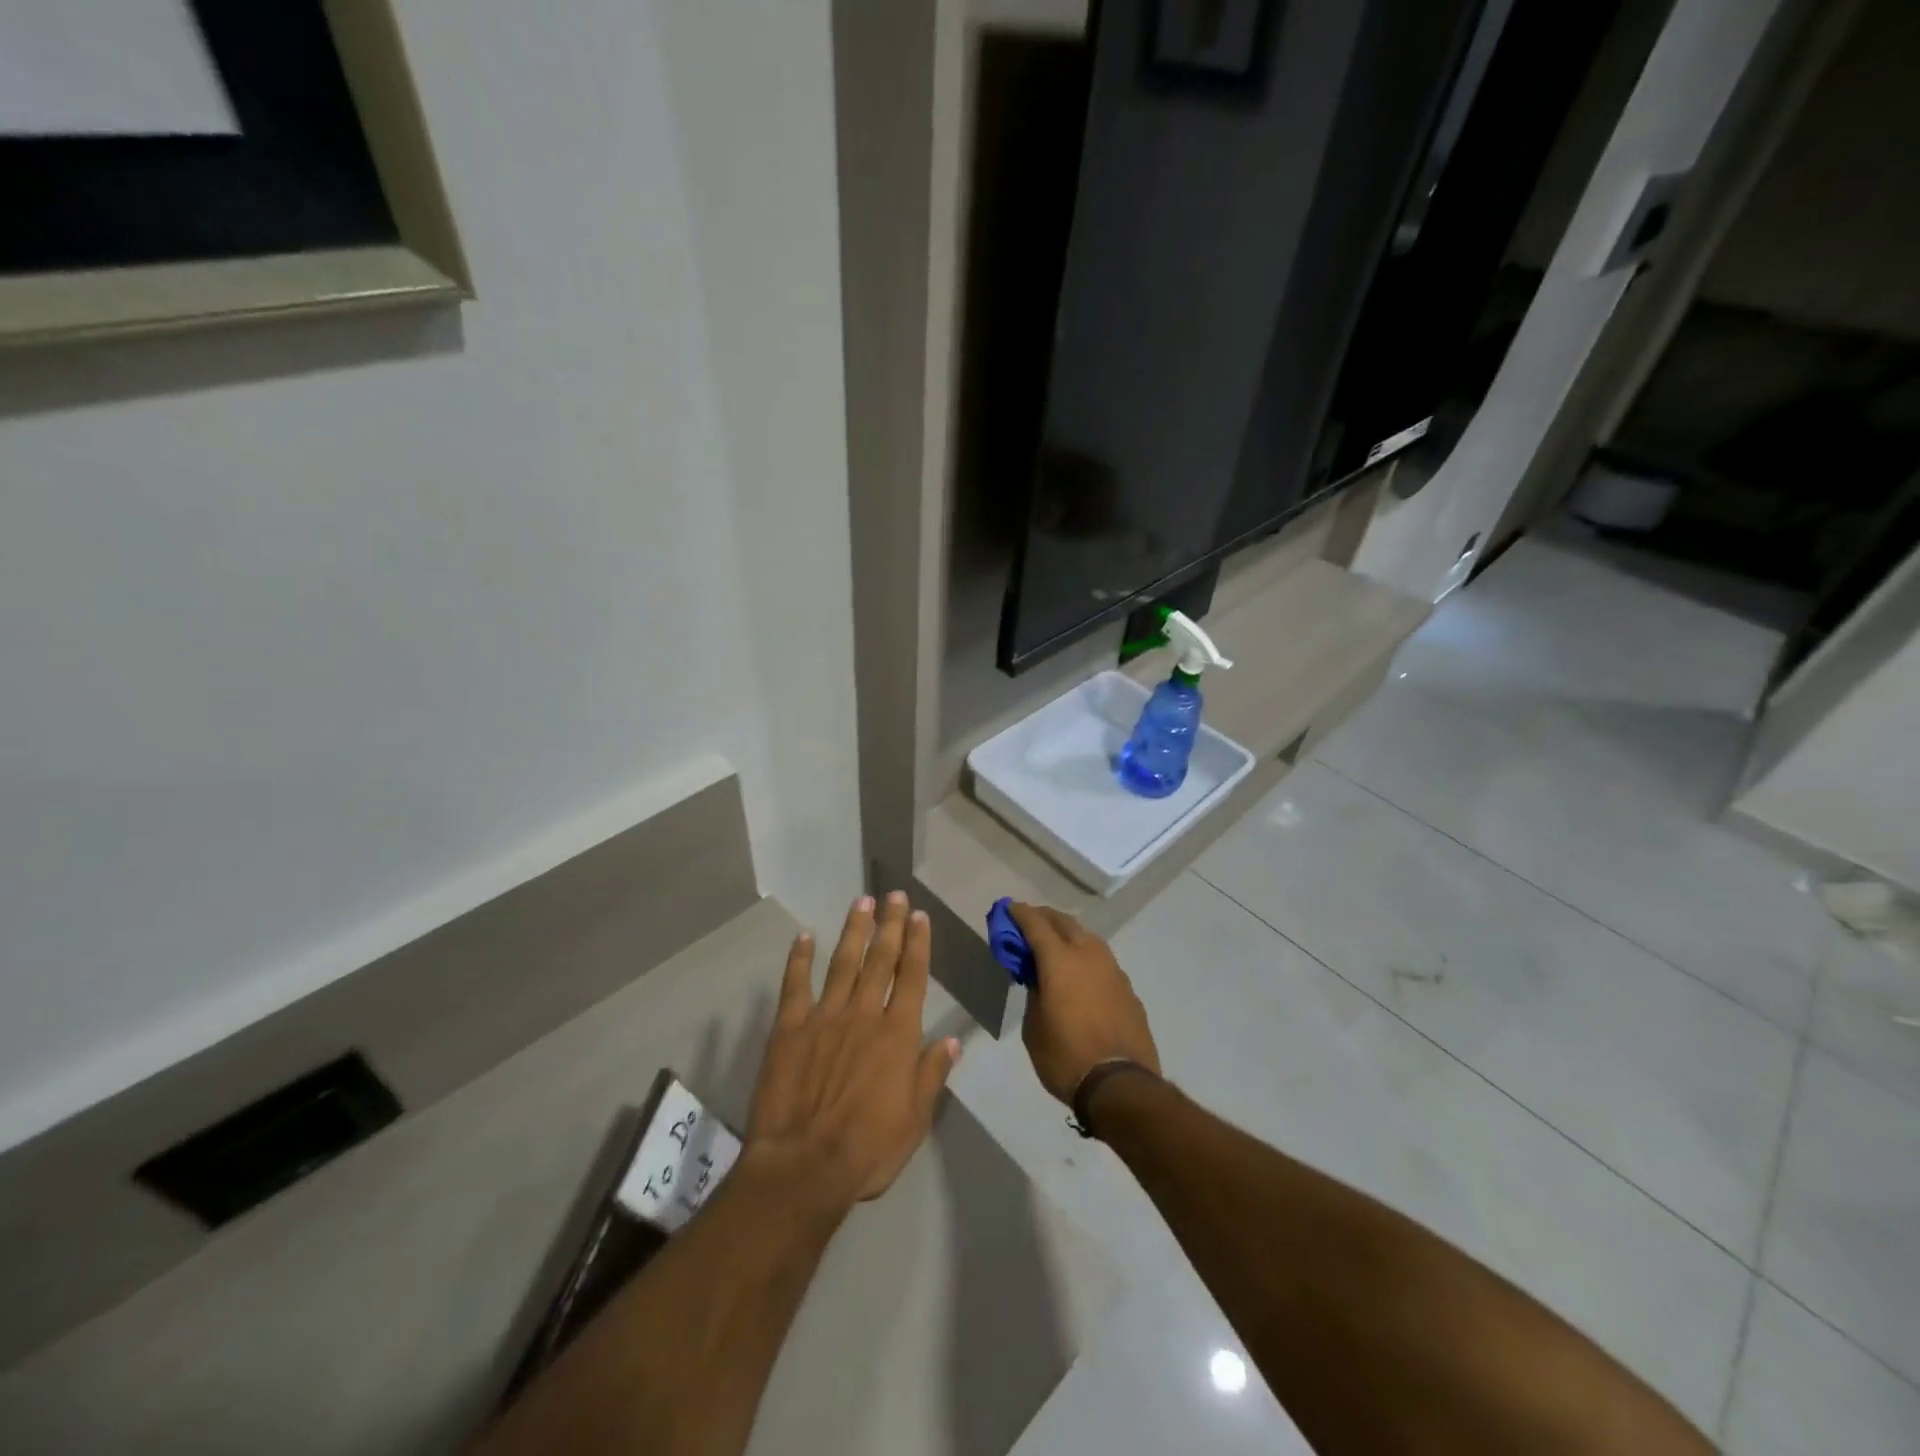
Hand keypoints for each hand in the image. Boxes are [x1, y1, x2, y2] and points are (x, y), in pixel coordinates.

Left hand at [745, 892, 960, 1213]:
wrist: (804, 1167)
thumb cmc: (868, 1149)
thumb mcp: (915, 1119)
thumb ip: (932, 1074)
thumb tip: (952, 1039)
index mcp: (897, 1034)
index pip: (912, 977)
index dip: (917, 944)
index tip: (919, 916)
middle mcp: (863, 1015)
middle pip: (880, 960)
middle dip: (890, 925)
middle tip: (894, 894)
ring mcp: (824, 1017)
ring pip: (843, 963)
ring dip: (854, 931)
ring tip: (862, 902)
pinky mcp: (789, 1029)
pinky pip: (796, 985)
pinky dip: (800, 959)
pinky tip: (805, 936)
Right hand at [1010, 903, 1159, 1104]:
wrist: (1120, 1085)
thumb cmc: (1066, 1057)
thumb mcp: (1034, 1027)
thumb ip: (1033, 993)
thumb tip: (1038, 978)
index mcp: (1060, 960)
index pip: (1036, 924)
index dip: (1019, 914)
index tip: (1008, 908)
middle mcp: (1089, 955)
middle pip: (1064, 922)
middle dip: (1044, 918)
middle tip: (1029, 924)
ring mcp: (1113, 970)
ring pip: (1087, 938)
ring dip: (1068, 935)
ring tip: (1054, 946)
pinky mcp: (1128, 988)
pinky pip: (1101, 961)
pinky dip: (1085, 958)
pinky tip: (1080, 975)